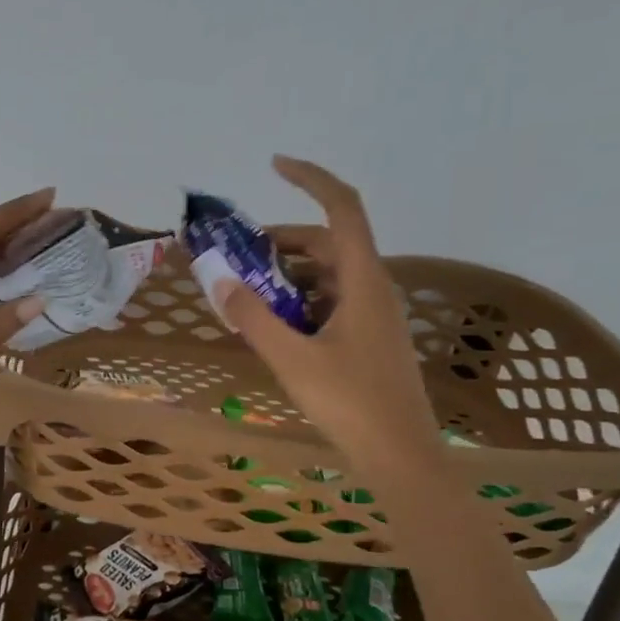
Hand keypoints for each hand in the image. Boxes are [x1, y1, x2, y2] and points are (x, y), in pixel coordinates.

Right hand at [215, 157, 442, 468]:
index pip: (343, 208)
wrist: (400, 455)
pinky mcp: (368, 338)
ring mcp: (372, 315)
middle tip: (239, 256)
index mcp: (362, 281)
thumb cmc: (350, 403)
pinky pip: (331, 302)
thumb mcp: (292, 359)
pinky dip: (300, 302)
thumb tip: (219, 282)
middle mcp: (372, 288)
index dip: (312, 179)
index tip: (275, 165)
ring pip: (328, 275)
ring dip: (288, 275)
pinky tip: (274, 327)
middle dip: (283, 241)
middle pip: (329, 242)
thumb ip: (254, 318)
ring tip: (248, 294)